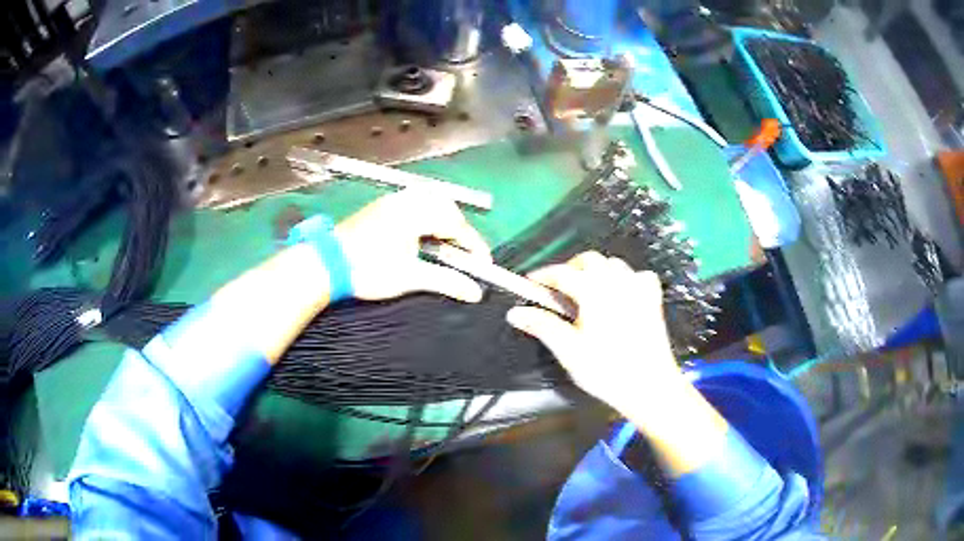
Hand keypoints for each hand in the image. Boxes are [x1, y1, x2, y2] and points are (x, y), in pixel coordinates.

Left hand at [334, 189, 490, 302]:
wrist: (327, 263)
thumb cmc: (369, 270)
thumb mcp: (411, 277)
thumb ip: (446, 281)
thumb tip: (475, 292)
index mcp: (416, 213)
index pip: (455, 225)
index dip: (473, 244)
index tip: (484, 263)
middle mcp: (405, 201)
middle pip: (445, 206)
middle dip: (459, 229)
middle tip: (464, 252)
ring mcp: (390, 201)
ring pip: (427, 201)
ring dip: (442, 219)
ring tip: (444, 243)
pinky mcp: (379, 207)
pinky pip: (412, 203)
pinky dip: (425, 216)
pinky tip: (420, 234)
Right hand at [506, 251, 682, 414]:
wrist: (650, 386)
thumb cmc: (607, 371)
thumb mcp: (569, 351)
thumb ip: (542, 326)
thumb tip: (516, 313)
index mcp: (594, 290)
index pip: (562, 273)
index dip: (543, 276)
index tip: (531, 284)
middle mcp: (617, 281)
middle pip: (589, 260)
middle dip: (570, 269)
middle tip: (557, 290)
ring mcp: (638, 288)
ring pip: (613, 264)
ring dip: (596, 271)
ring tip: (585, 292)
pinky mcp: (652, 300)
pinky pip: (637, 276)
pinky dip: (625, 279)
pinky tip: (620, 295)